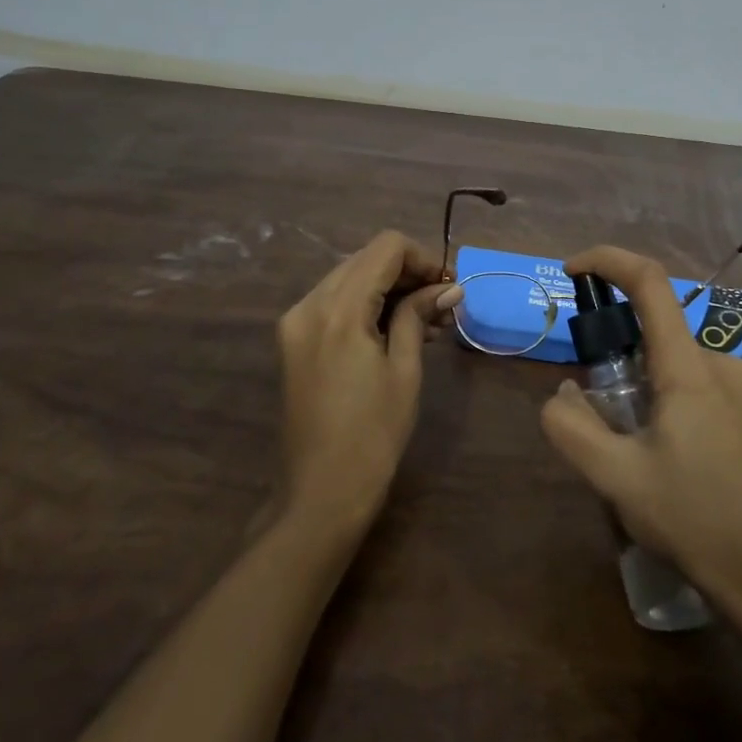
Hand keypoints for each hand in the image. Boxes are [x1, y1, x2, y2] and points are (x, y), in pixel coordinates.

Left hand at [276, 230, 462, 533]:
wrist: (320, 493)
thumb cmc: (373, 434)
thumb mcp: (404, 370)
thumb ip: (419, 316)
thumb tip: (449, 287)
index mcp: (338, 309)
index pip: (385, 248)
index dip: (423, 258)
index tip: (449, 286)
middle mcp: (309, 304)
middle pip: (365, 259)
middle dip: (407, 272)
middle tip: (443, 304)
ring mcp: (295, 322)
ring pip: (349, 278)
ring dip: (387, 288)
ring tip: (426, 321)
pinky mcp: (293, 340)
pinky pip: (333, 303)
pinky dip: (365, 305)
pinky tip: (394, 330)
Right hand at [539, 245, 741, 610]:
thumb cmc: (697, 521)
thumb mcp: (617, 478)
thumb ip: (572, 428)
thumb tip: (563, 393)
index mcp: (690, 367)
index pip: (650, 282)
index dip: (607, 260)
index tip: (570, 271)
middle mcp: (721, 363)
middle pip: (656, 327)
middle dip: (614, 349)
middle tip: (595, 408)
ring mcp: (741, 389)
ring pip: (672, 360)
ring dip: (637, 382)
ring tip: (628, 447)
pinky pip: (693, 383)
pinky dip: (661, 397)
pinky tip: (660, 457)